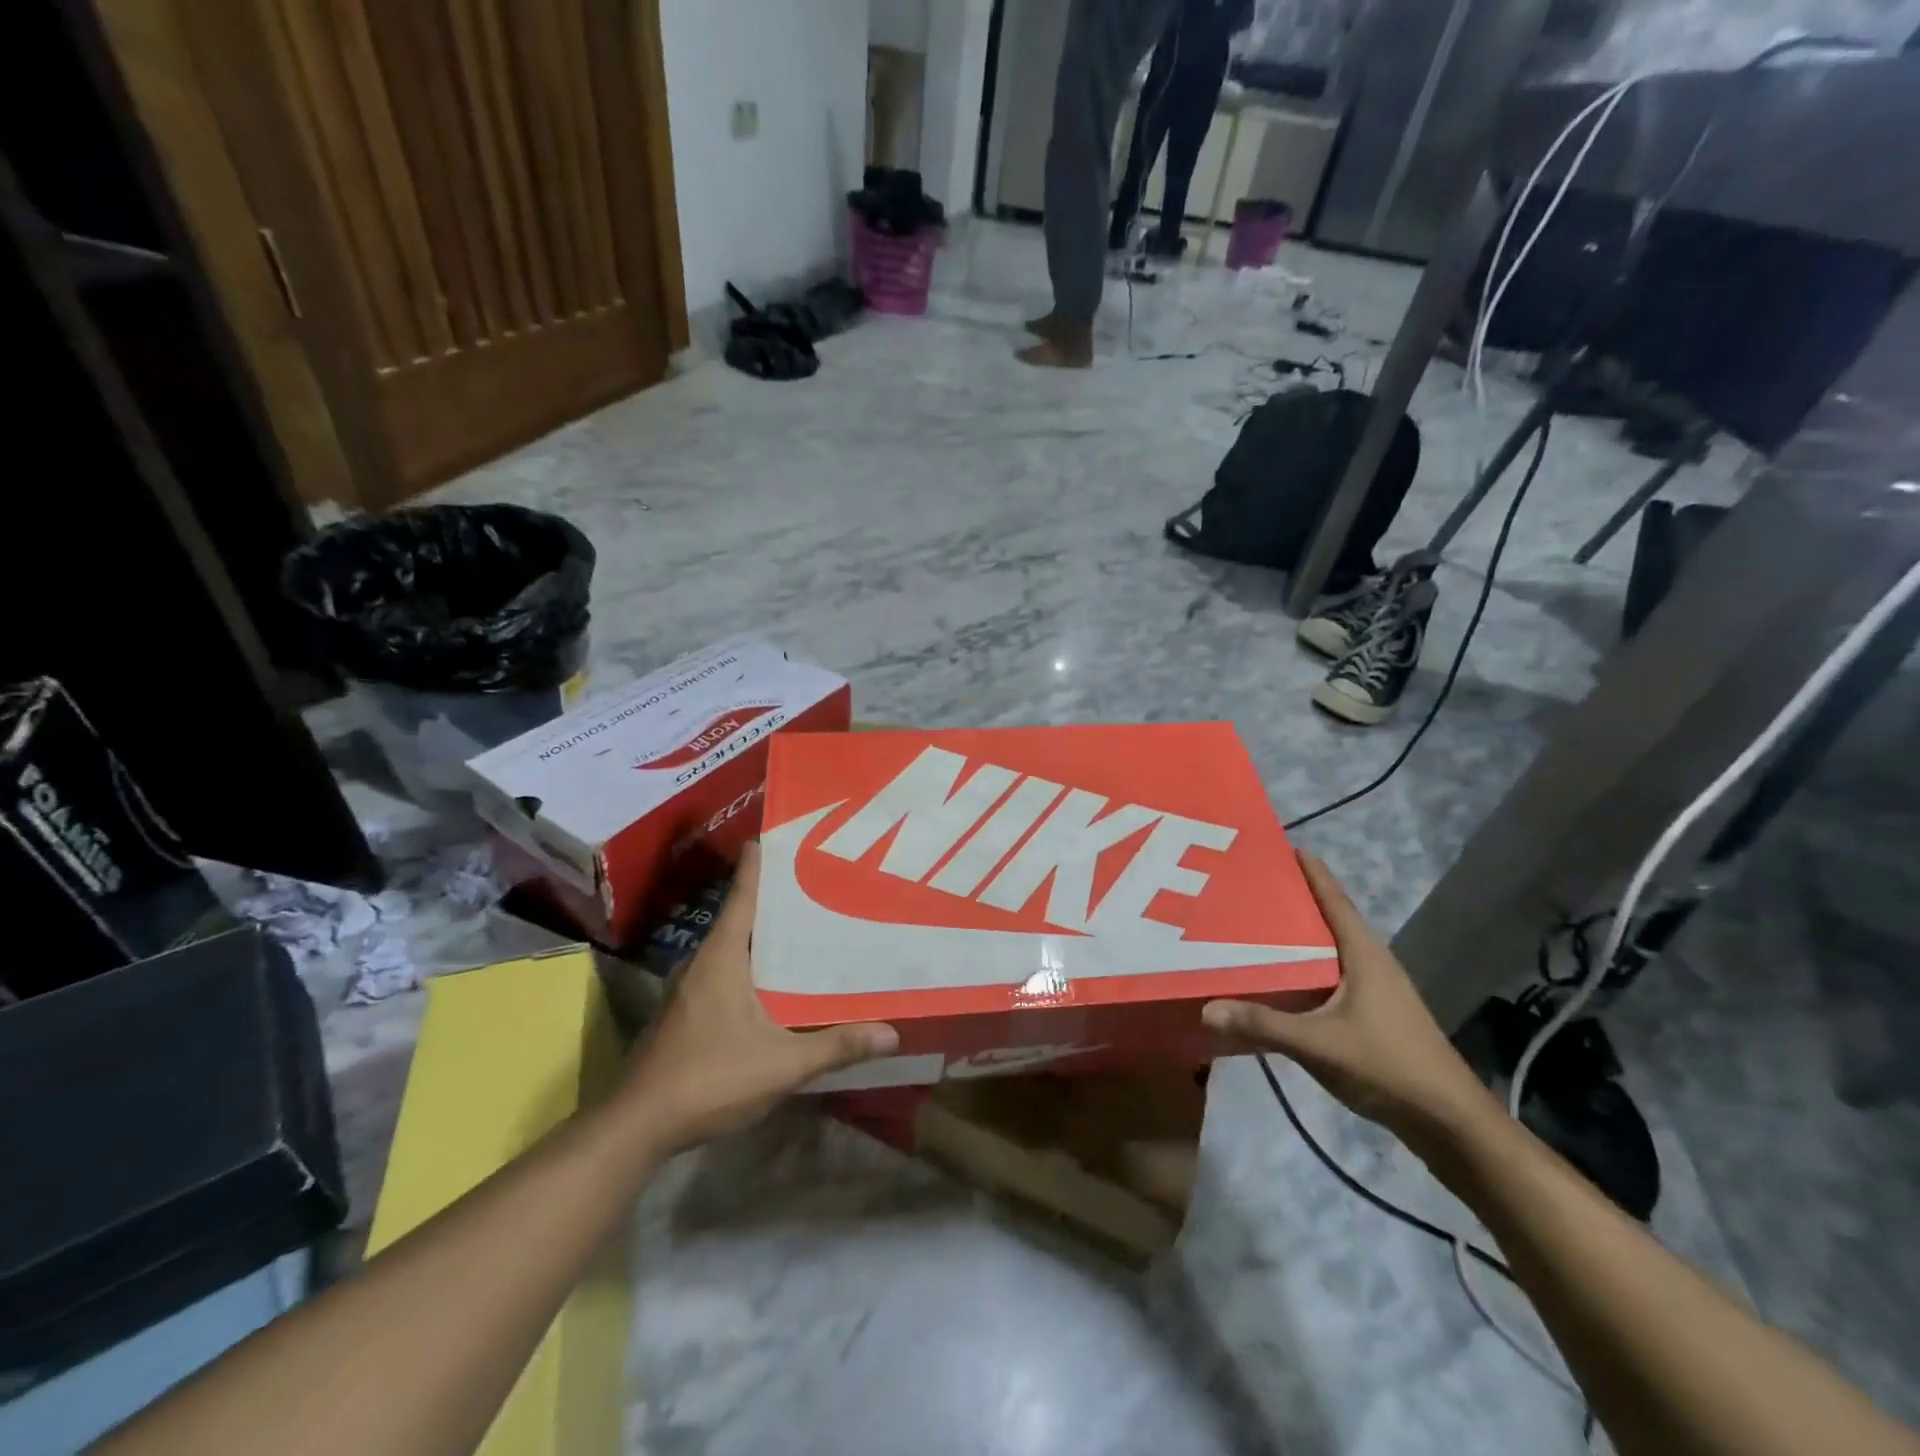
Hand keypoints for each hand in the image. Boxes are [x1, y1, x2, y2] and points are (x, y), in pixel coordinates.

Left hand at [614, 843, 897, 1154]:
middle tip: (821, 882)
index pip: (743, 893)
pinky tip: (778, 981)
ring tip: (809, 928)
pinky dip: (753, 963)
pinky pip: (725, 970)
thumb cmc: (709, 1078)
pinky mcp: (686, 1011)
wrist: (637, 1127)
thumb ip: (836, 1046)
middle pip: (742, 915)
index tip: (782, 834)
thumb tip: (892, 1033)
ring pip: (733, 945)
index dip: (761, 862)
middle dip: (777, 898)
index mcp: (722, 955)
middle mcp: (703, 961)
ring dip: (765, 934)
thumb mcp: (782, 1064)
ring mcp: (689, 987)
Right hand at [1202, 853, 1493, 1146]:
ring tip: (1251, 928)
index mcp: (1364, 954)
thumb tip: (1206, 1007)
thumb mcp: (1320, 1044)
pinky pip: (1328, 978)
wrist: (1450, 1123)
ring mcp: (1375, 991)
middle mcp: (1371, 963)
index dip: (1310, 870)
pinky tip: (1276, 982)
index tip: (1280, 845)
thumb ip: (1263, 1024)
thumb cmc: (1389, 1066)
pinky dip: (1301, 971)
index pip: (1333, 898)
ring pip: (1327, 952)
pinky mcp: (1373, 1016)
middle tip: (1247, 887)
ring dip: (1295, 938)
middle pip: (1327, 920)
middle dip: (1291, 901)